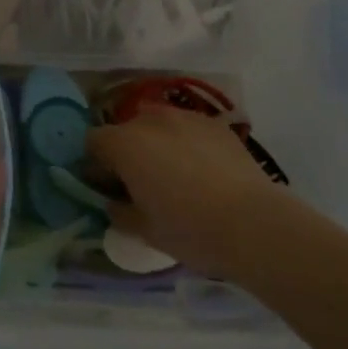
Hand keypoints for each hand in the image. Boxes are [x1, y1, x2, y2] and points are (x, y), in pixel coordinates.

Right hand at [86, 107, 287, 278]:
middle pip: (125, 129)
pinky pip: (188, 129)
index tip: (106, 187)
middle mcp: (150, 120)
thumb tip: (113, 202)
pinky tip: (202, 170)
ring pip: (158, 125)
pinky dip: (186, 143)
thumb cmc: (190, 230)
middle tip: (139, 183)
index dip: (94, 164)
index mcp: (124, 144)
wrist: (255, 224)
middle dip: (125, 151)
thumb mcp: (144, 231)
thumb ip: (119, 211)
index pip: (92, 141)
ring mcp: (186, 117)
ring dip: (156, 144)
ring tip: (173, 174)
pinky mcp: (216, 124)